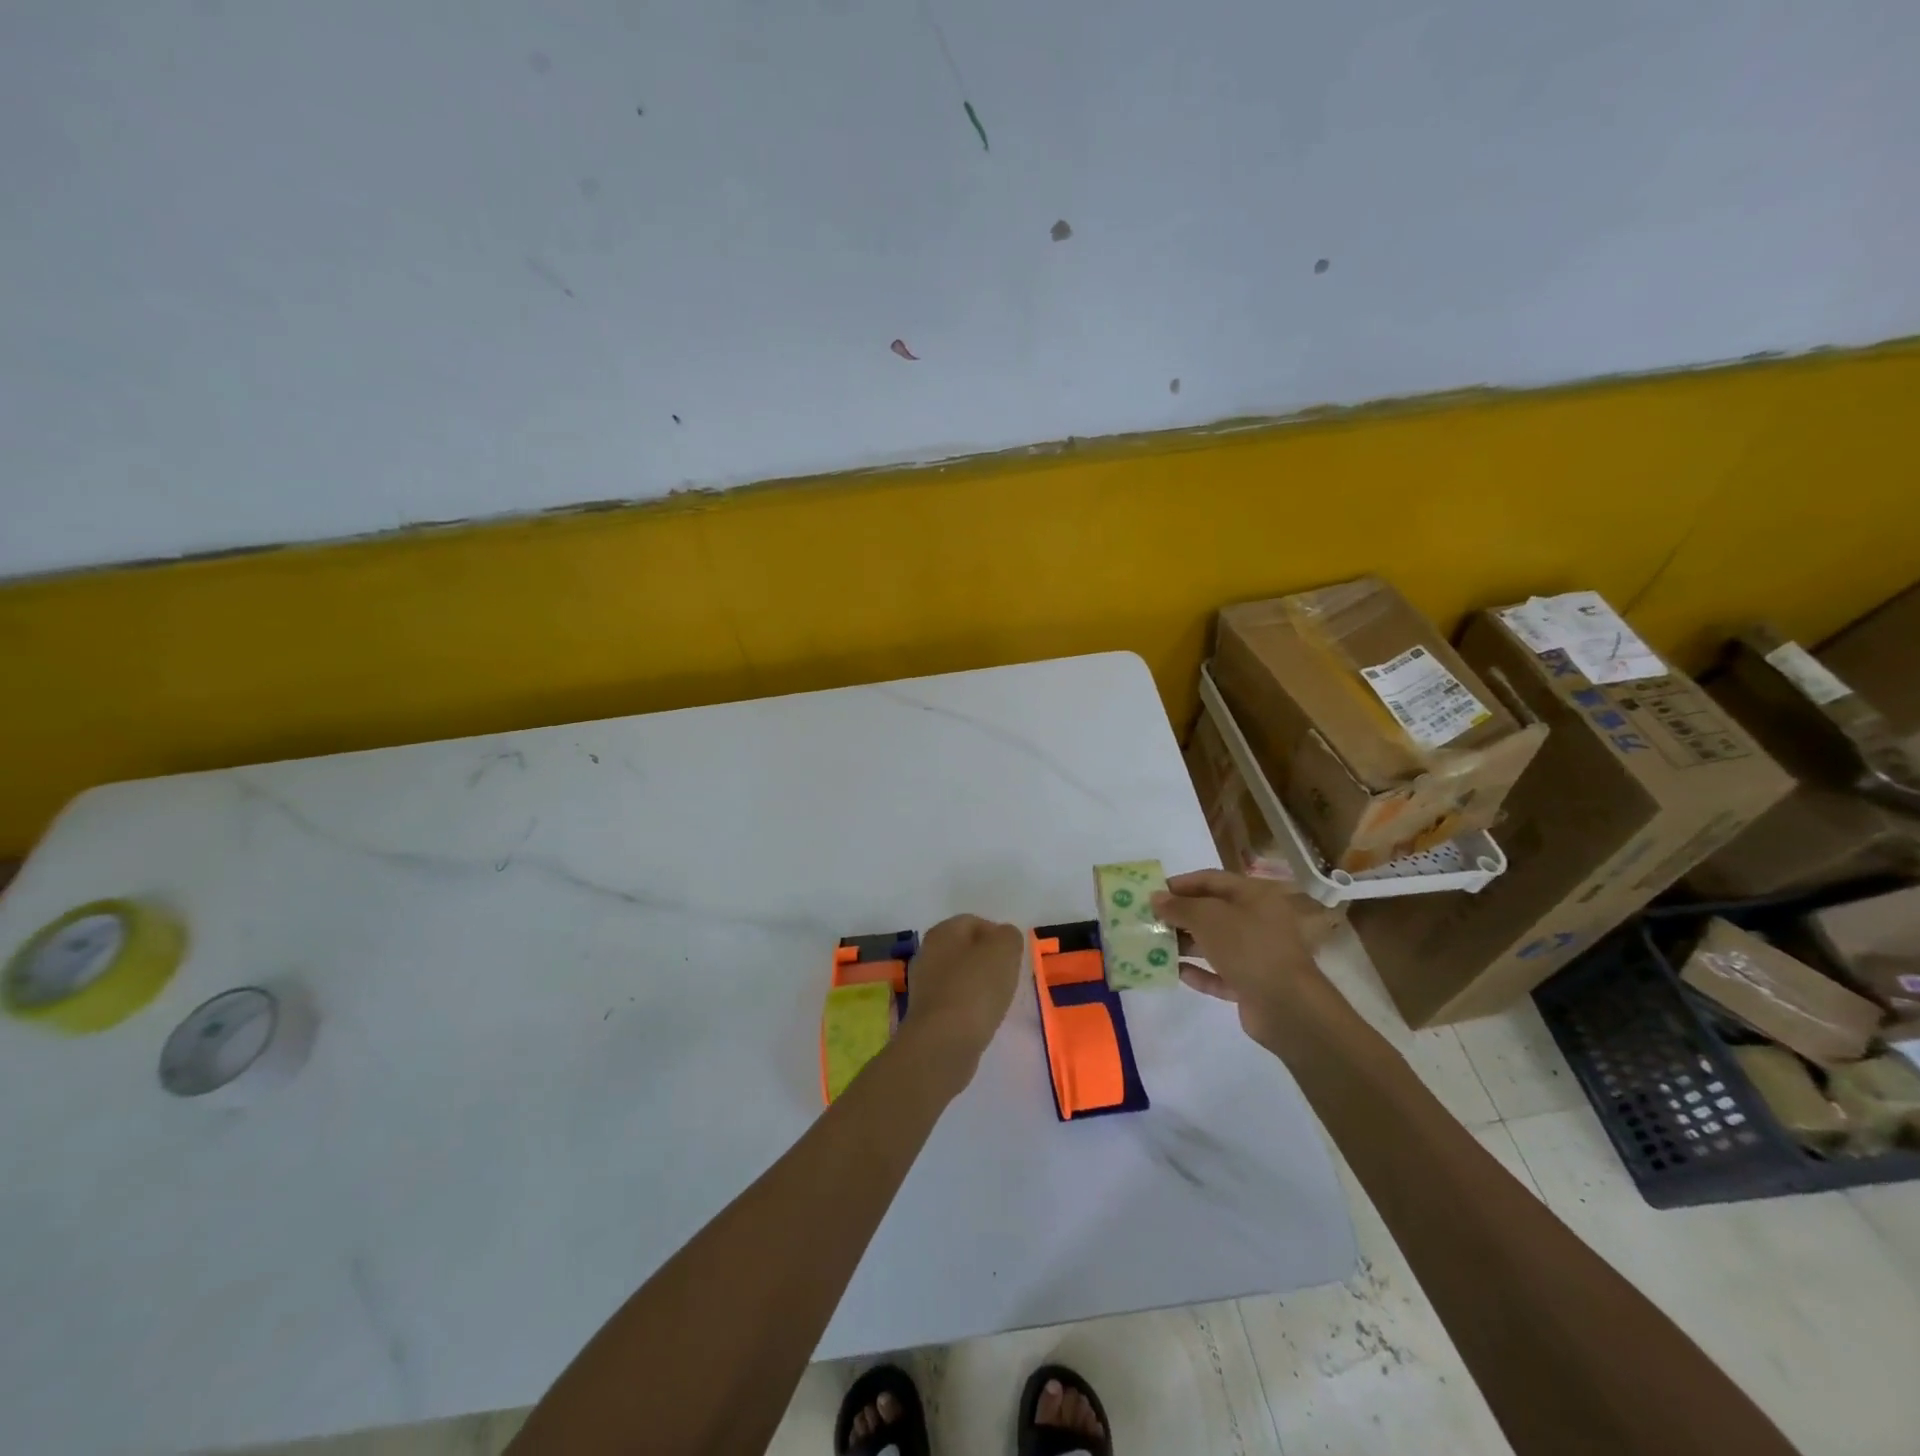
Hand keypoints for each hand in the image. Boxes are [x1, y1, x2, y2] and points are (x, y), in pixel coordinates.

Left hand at [900, 914, 1024, 1084]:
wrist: (943, 1043)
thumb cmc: (975, 988)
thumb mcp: (1004, 950)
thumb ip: (1009, 936)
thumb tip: (1004, 938)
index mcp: (942, 932)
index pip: (974, 922)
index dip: (998, 935)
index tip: (1014, 957)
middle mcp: (927, 954)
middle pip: (965, 949)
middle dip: (988, 960)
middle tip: (1008, 977)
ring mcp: (924, 985)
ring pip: (959, 976)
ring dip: (979, 985)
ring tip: (998, 1000)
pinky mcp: (927, 1014)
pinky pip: (954, 1001)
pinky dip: (970, 1006)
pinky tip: (982, 1019)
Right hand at [1151, 870, 1340, 1047]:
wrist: (1287, 1006)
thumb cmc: (1248, 947)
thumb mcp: (1208, 918)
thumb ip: (1179, 906)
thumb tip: (1156, 898)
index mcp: (1254, 896)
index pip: (1211, 880)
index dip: (1180, 884)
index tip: (1152, 893)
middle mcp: (1257, 921)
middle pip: (1212, 912)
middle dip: (1180, 916)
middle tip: (1149, 921)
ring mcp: (1256, 954)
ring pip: (1214, 943)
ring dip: (1185, 944)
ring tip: (1154, 946)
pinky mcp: (1252, 984)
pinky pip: (1220, 973)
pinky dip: (1199, 972)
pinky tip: (1176, 972)